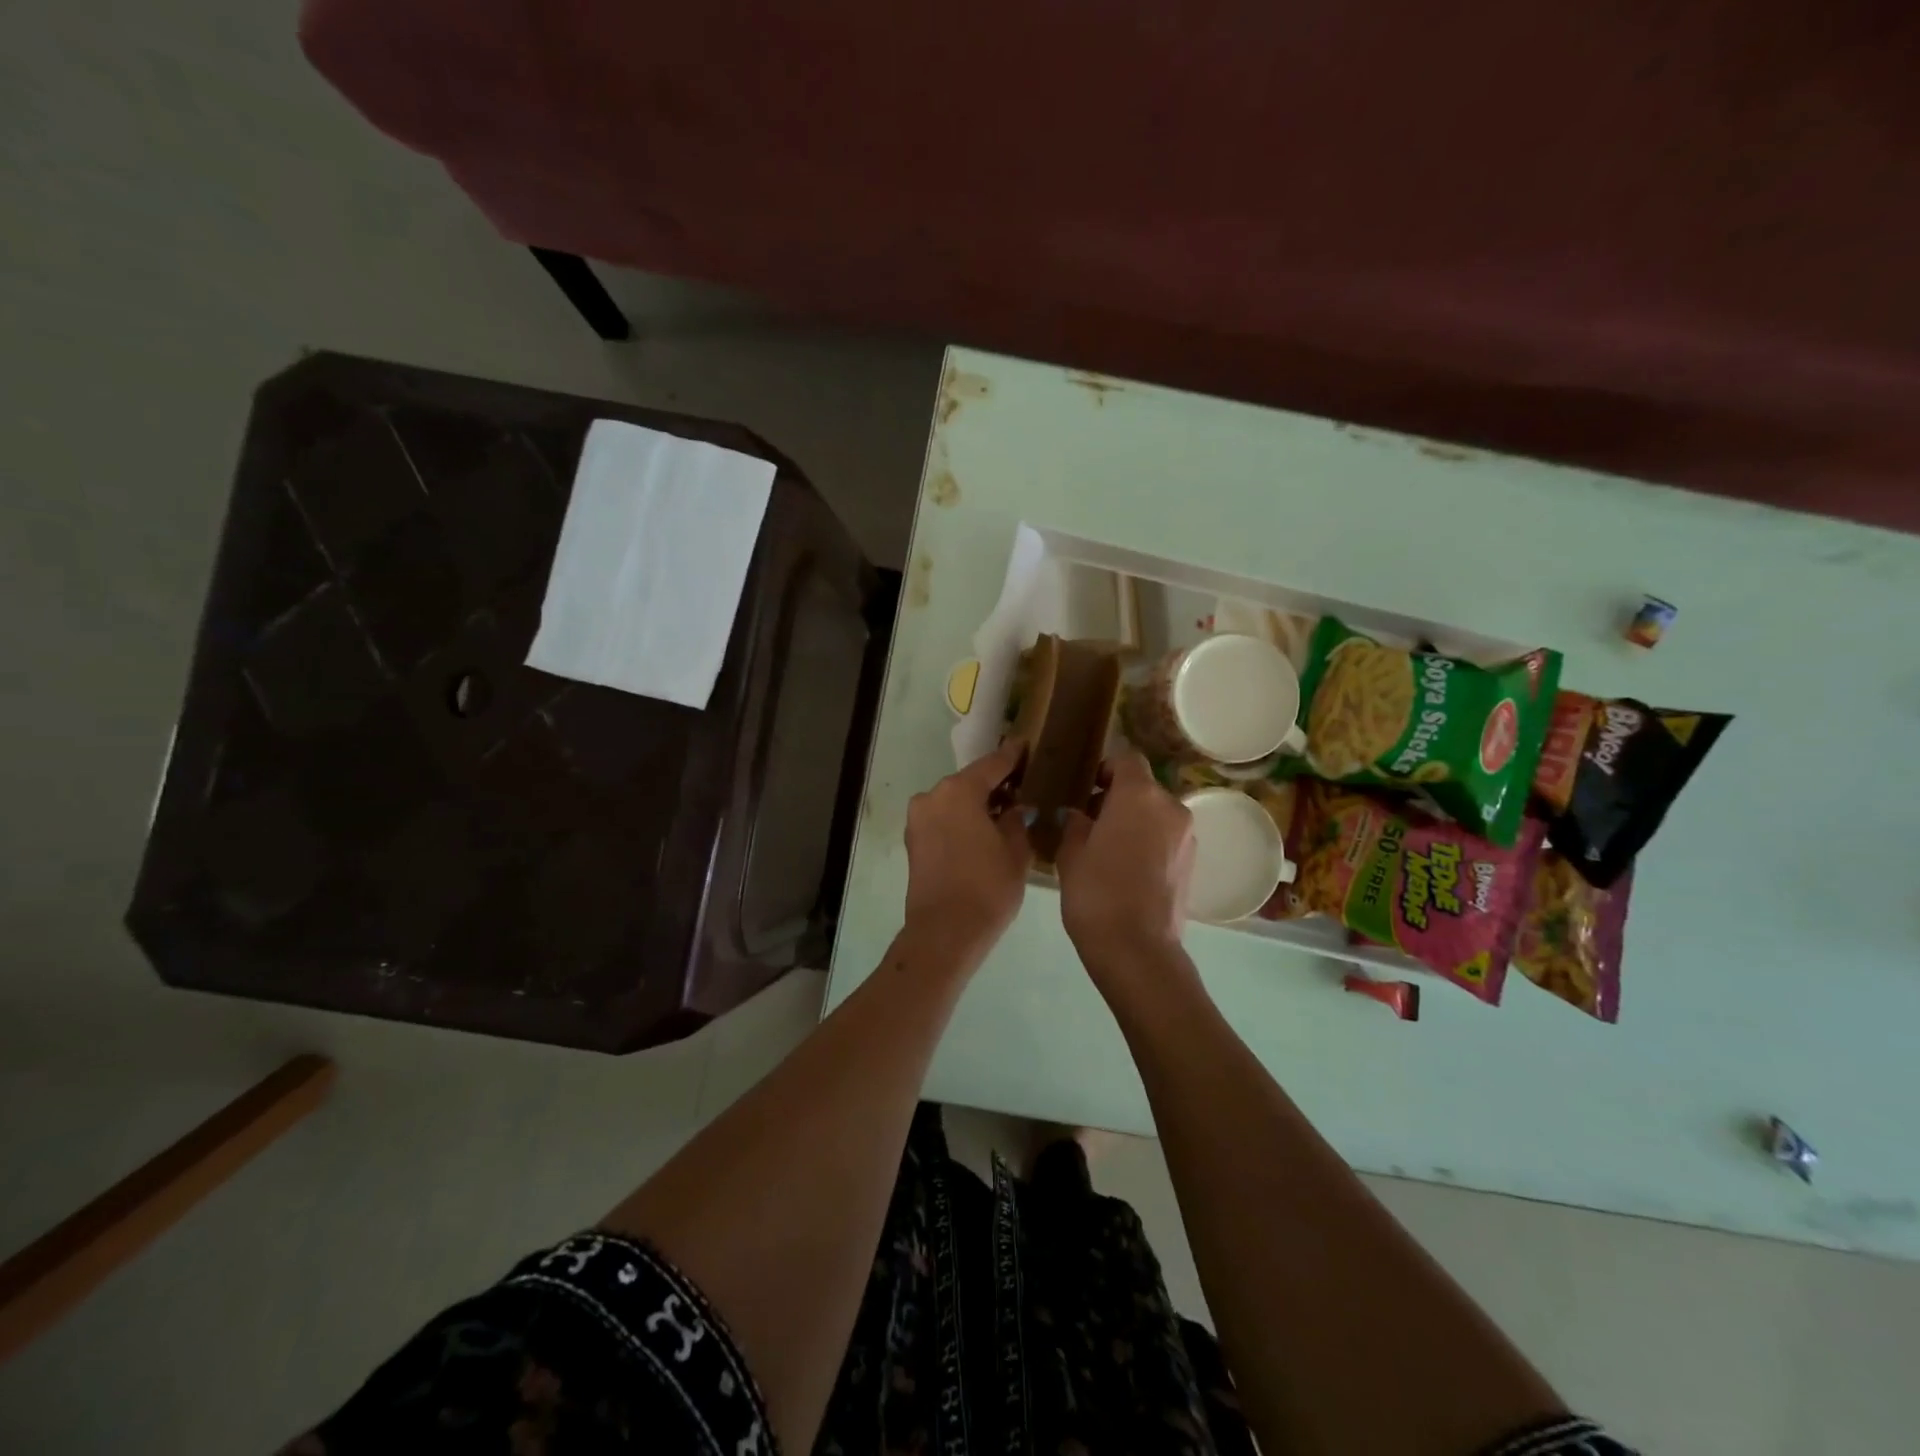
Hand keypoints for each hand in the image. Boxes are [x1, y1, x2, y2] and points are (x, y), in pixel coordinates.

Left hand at [902, 741, 1032, 966]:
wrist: (945, 932)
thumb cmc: (987, 887)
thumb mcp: (1016, 851)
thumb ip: (1018, 820)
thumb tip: (1016, 809)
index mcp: (958, 790)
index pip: (992, 764)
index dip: (1013, 756)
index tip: (1027, 746)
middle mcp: (932, 796)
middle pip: (970, 782)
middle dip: (995, 784)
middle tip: (1023, 786)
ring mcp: (918, 819)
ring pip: (954, 801)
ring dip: (977, 804)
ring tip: (1005, 813)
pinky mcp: (913, 841)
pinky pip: (943, 819)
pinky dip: (962, 820)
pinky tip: (983, 831)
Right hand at [1055, 752, 1195, 983]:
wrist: (1136, 948)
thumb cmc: (1096, 892)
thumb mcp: (1071, 853)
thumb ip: (1075, 823)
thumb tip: (1079, 815)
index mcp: (1139, 795)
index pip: (1127, 759)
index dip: (1106, 769)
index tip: (1086, 789)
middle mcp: (1170, 807)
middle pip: (1144, 788)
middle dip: (1119, 798)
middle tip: (1091, 822)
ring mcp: (1187, 836)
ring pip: (1157, 815)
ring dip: (1135, 821)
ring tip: (1108, 849)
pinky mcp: (1192, 863)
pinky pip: (1167, 839)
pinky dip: (1149, 843)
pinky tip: (1127, 869)